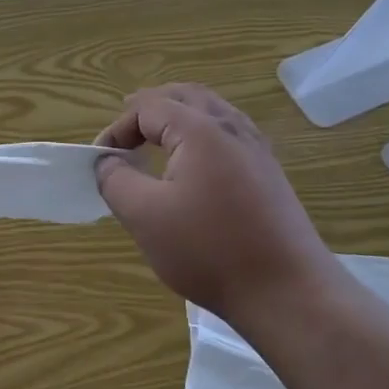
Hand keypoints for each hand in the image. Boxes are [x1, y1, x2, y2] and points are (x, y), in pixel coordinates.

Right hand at [95, 84, 337, 330]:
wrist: (288, 292)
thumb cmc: (210, 250)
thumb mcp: (145, 216)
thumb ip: (115, 180)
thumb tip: (107, 161)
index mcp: (200, 130)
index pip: (147, 107)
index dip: (117, 128)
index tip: (100, 161)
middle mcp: (231, 128)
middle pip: (184, 96)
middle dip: (148, 109)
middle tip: (123, 134)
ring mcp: (256, 149)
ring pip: (211, 110)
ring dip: (177, 116)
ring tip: (153, 138)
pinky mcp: (269, 173)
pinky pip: (229, 132)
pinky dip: (201, 133)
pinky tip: (193, 163)